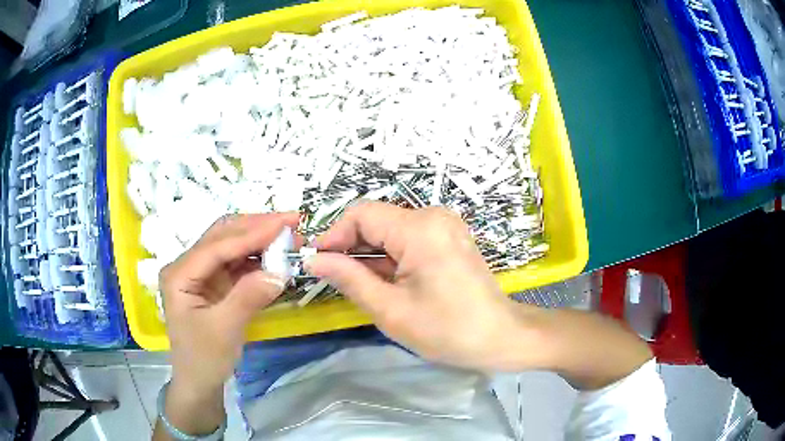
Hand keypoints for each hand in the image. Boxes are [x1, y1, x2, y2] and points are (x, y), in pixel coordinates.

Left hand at [159, 213, 297, 401]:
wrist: (199, 382)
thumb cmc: (204, 359)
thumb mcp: (224, 330)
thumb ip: (248, 297)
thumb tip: (281, 271)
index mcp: (179, 273)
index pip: (217, 245)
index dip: (251, 233)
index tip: (284, 224)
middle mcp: (188, 265)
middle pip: (223, 235)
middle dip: (256, 227)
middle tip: (291, 222)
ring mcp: (202, 273)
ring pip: (232, 245)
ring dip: (259, 239)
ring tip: (289, 237)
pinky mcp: (215, 283)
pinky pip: (238, 263)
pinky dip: (258, 258)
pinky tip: (276, 256)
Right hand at [307, 202, 532, 370]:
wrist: (501, 336)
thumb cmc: (448, 330)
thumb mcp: (391, 310)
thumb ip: (349, 279)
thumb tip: (314, 260)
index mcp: (419, 229)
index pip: (361, 214)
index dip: (334, 235)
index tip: (317, 262)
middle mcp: (433, 216)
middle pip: (376, 219)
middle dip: (351, 246)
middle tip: (333, 278)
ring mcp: (444, 225)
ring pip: (390, 230)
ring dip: (369, 254)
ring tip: (358, 285)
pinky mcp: (449, 237)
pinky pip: (408, 238)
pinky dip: (390, 256)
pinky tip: (384, 281)